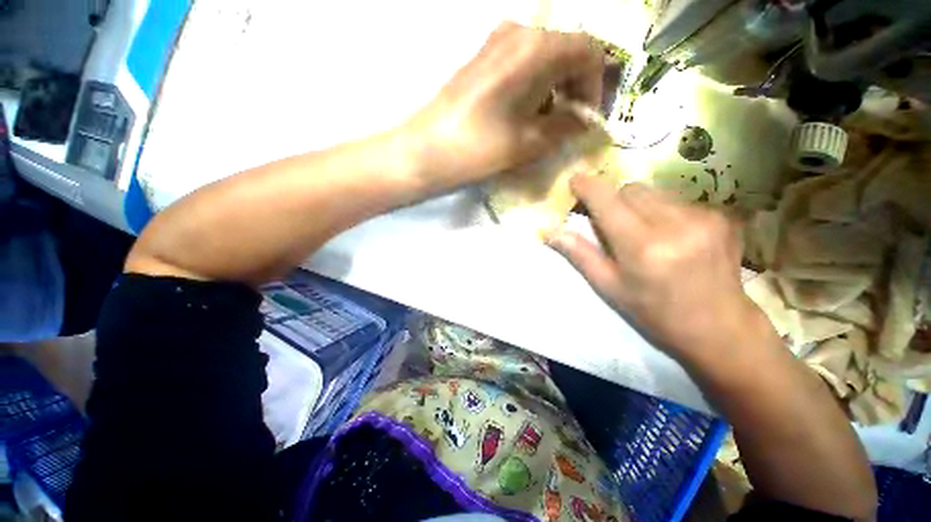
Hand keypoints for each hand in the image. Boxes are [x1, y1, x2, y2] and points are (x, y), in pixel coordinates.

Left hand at [402, 22, 603, 190]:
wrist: (426, 151)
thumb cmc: (478, 147)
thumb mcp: (528, 143)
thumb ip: (564, 128)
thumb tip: (584, 122)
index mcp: (537, 48)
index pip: (589, 51)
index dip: (596, 86)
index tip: (587, 119)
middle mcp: (518, 33)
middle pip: (566, 52)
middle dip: (575, 89)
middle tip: (570, 125)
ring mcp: (496, 42)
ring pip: (544, 59)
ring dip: (554, 90)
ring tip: (546, 125)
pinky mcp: (482, 59)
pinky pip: (521, 65)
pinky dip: (533, 87)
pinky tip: (524, 115)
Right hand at [550, 176, 768, 364]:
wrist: (718, 326)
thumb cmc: (653, 311)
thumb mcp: (609, 286)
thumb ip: (579, 253)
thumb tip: (548, 231)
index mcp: (642, 247)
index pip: (608, 201)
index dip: (588, 187)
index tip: (575, 182)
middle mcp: (675, 225)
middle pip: (631, 190)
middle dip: (615, 201)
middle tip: (613, 224)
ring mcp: (704, 217)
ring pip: (655, 192)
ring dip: (640, 206)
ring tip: (646, 233)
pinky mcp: (722, 216)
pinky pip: (678, 200)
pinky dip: (664, 212)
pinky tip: (673, 236)